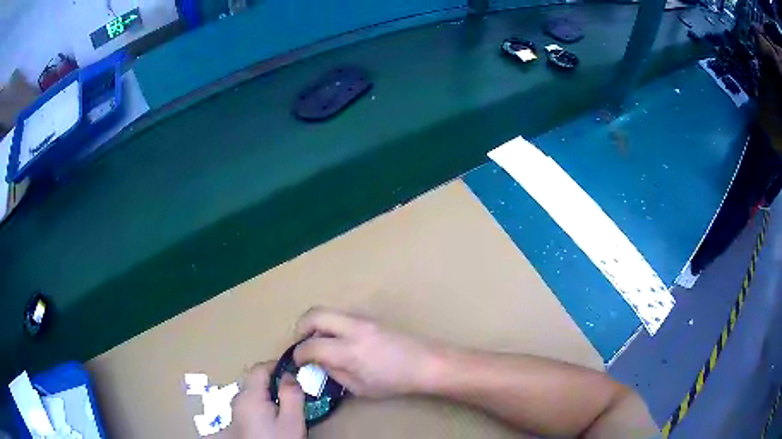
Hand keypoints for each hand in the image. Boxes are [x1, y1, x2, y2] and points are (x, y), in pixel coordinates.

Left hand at [229, 362, 305, 438]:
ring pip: (252, 392)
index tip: (295, 372)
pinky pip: (250, 403)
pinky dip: (263, 402)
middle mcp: (238, 399)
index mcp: (249, 396)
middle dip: (274, 380)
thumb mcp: (291, 420)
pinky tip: (276, 415)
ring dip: (269, 392)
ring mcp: (236, 410)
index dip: (277, 365)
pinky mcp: (238, 420)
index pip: (259, 368)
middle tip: (294, 389)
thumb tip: (289, 375)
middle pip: (254, 380)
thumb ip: (291, 395)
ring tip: (288, 403)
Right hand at [293, 308, 439, 397]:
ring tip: (320, 342)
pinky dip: (331, 324)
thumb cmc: (395, 381)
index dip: (298, 354)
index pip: (311, 346)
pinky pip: (342, 316)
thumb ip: (335, 373)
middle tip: (302, 343)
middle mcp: (353, 329)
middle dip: (300, 327)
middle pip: (314, 314)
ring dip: (316, 324)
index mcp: (349, 351)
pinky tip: (339, 341)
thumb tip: (318, 362)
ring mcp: (363, 319)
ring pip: (328, 311)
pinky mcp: (371, 317)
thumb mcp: (360, 388)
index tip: (298, 362)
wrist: (426, 362)